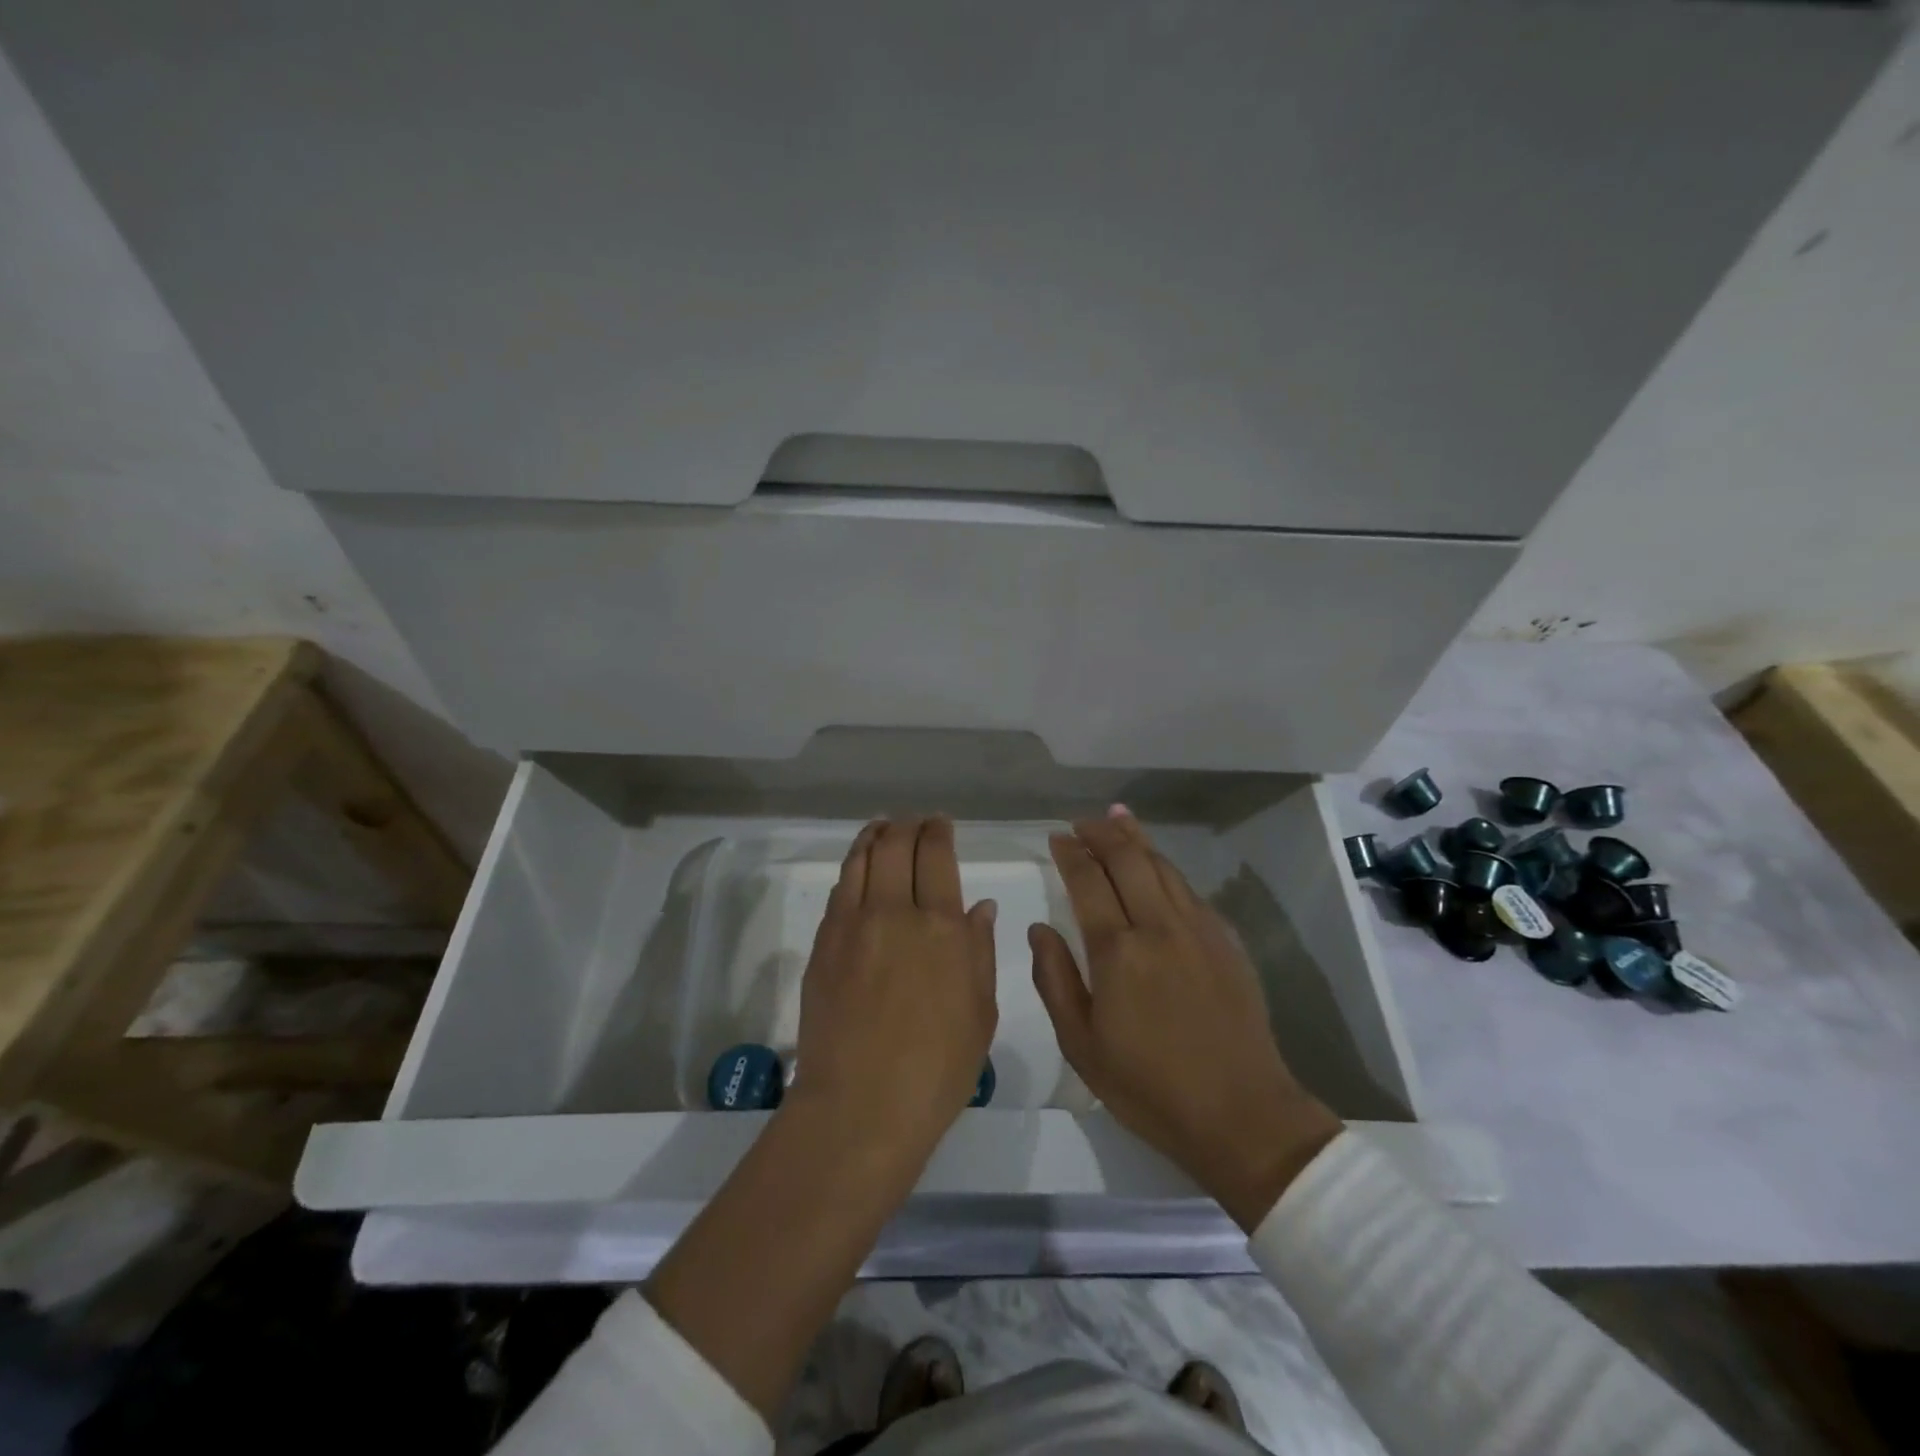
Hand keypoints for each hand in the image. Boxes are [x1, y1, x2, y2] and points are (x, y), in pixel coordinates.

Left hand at [787, 817, 998, 1174]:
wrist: (860, 1106)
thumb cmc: (937, 1069)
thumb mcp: (980, 1012)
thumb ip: (979, 950)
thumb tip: (980, 906)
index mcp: (942, 927)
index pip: (936, 855)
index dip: (938, 831)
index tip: (940, 825)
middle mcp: (895, 912)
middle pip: (896, 845)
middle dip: (908, 825)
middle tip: (915, 824)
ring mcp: (853, 925)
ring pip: (862, 858)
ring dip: (875, 835)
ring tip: (883, 828)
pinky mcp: (824, 943)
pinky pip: (840, 889)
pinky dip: (853, 866)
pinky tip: (860, 869)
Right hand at [1030, 808, 1342, 1229]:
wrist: (1241, 1115)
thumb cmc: (1149, 1087)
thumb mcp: (1081, 1045)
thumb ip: (1054, 979)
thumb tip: (1040, 929)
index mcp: (1117, 952)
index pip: (1088, 881)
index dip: (1070, 854)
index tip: (1057, 837)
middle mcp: (1158, 926)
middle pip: (1128, 859)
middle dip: (1101, 833)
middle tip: (1082, 823)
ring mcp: (1198, 929)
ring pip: (1162, 866)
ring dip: (1136, 838)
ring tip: (1118, 818)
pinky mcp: (1226, 941)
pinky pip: (1190, 889)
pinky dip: (1166, 866)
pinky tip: (1159, 864)